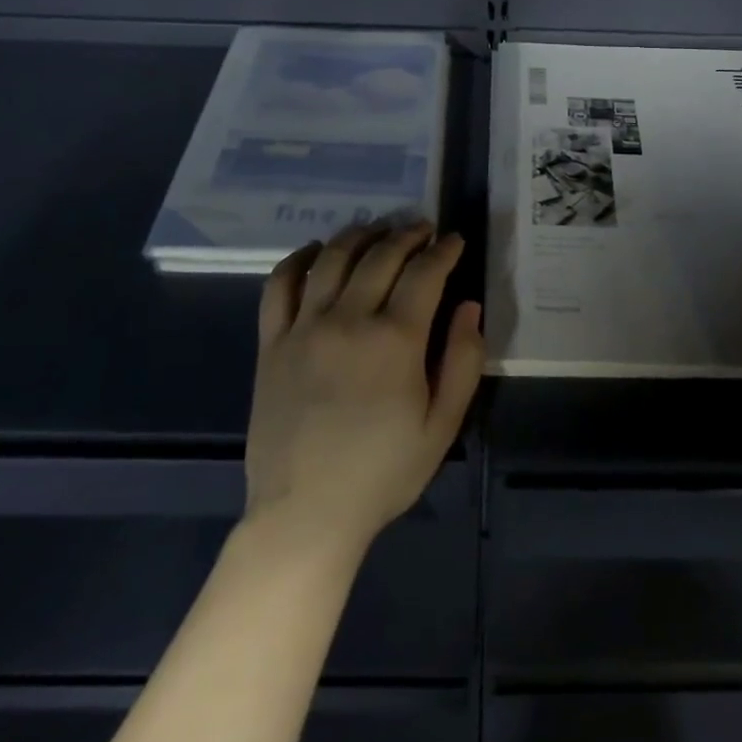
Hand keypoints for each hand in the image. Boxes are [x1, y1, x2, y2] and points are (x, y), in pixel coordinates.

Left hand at [245, 221, 483, 557]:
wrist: (307, 512)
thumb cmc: (383, 472)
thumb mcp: (442, 425)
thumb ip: (463, 360)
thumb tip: (469, 306)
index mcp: (396, 339)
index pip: (425, 273)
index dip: (444, 250)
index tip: (455, 239)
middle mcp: (349, 320)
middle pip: (381, 256)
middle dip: (407, 234)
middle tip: (422, 229)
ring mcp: (304, 327)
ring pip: (333, 259)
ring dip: (360, 235)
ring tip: (377, 230)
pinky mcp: (272, 342)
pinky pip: (280, 285)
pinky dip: (299, 259)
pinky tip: (316, 251)